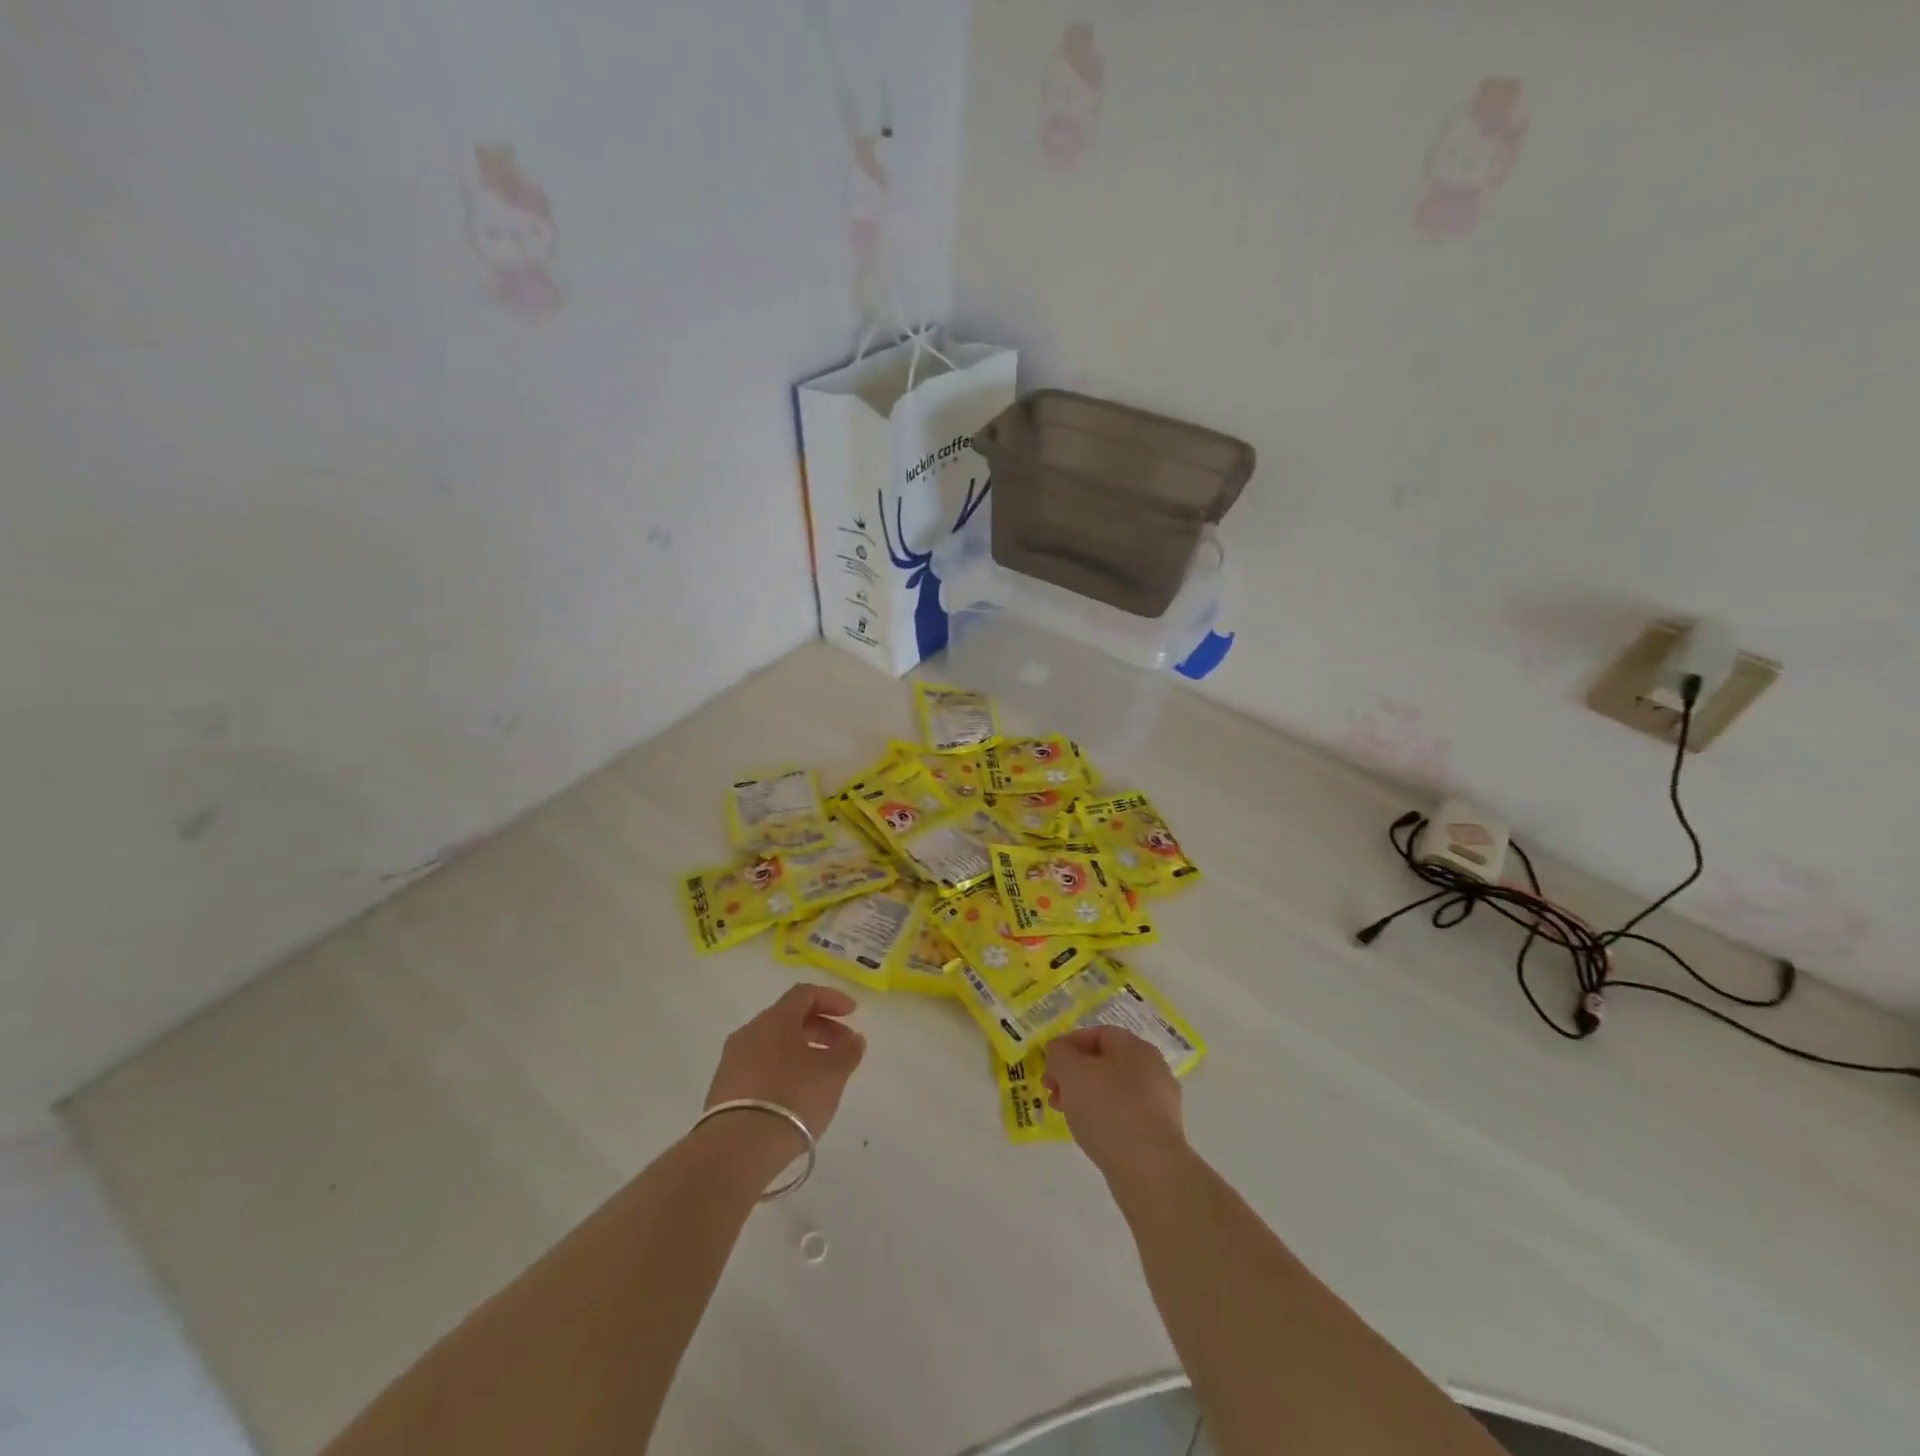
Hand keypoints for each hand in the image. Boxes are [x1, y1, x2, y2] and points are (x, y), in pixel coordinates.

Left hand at [705, 984, 866, 1156]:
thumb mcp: (832, 1074)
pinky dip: (782, 1070)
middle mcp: (750, 1032)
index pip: (805, 993)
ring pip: (773, 1044)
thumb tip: (853, 1039)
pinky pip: (759, 1067)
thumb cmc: (791, 1098)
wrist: (736, 1148)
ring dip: (801, 1050)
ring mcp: (732, 1061)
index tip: (852, 1013)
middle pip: (789, 1018)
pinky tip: (795, 1094)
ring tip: (822, 1075)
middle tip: (843, 1047)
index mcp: (775, 1019)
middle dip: (820, 1027)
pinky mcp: (723, 1090)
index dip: (832, 999)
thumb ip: (847, 1051)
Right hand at [1043, 1025, 1188, 1182]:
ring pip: (1113, 1090)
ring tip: (1065, 1114)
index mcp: (1135, 1046)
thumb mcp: (1071, 1072)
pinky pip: (1125, 1115)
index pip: (1097, 1033)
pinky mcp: (1160, 1132)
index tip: (1049, 1065)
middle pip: (1105, 1062)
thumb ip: (1059, 1054)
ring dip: (1085, 1097)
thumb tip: (1059, 1051)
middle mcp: (1153, 1068)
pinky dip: (1103, 1118)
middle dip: (1074, 1074)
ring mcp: (1160, 1101)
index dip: (1068, 1044)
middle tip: (1052, 1092)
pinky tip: (1090, 1134)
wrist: (1150, 1169)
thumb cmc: (1108, 1109)